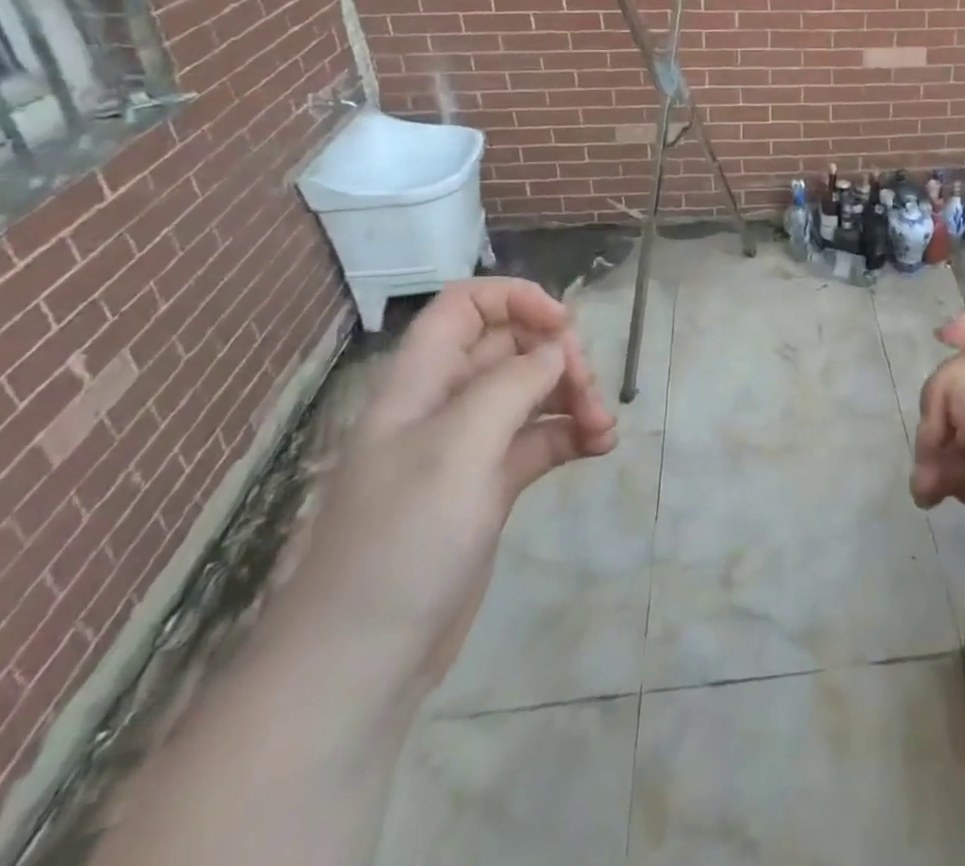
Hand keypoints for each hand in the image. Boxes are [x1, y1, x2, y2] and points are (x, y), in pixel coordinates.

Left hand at [257, 278, 617, 714]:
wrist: (361, 664)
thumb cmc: (401, 541)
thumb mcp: (457, 448)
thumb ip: (511, 385)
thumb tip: (555, 350)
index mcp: (421, 382)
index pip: (465, 307)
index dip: (517, 300)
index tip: (565, 326)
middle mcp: (444, 405)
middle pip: (511, 348)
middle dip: (558, 357)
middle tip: (589, 390)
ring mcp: (468, 448)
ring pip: (532, 394)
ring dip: (574, 398)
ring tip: (604, 429)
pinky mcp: (490, 488)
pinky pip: (540, 440)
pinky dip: (571, 435)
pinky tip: (600, 449)